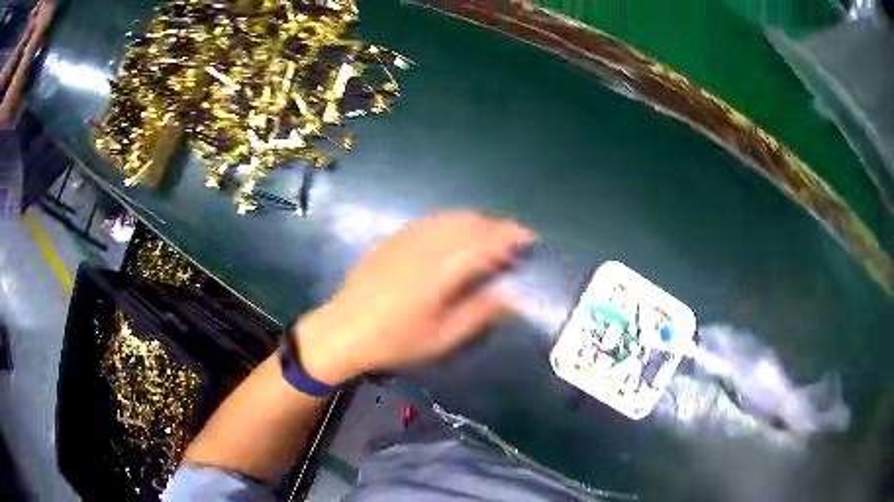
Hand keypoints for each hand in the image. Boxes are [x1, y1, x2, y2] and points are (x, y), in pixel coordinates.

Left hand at [295, 211, 535, 384]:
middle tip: (512, 242)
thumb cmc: (396, 341)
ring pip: (450, 218)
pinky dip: (452, 223)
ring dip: (476, 222)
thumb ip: (480, 313)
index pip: (485, 241)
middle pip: (470, 223)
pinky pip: (431, 221)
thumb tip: (512, 295)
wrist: (344, 330)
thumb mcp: (443, 337)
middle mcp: (426, 245)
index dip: (511, 235)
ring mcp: (407, 238)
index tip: (529, 239)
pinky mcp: (394, 238)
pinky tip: (454, 236)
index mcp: (442, 270)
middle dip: (496, 227)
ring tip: (488, 238)